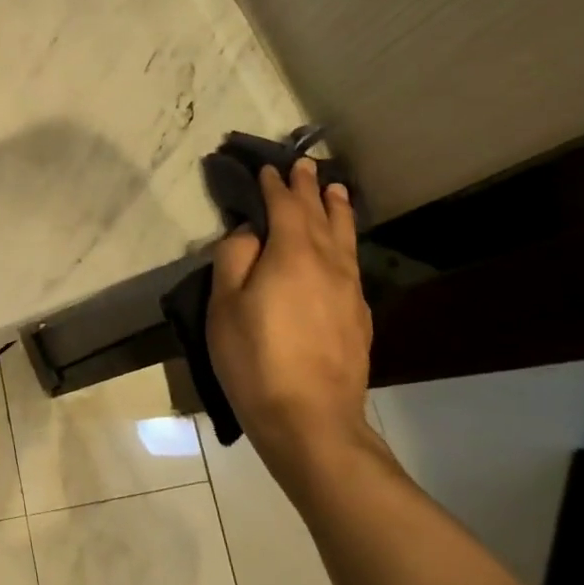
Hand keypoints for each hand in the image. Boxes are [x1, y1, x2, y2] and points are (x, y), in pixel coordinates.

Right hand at [206, 157, 373, 483]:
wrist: (311, 419)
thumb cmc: (255, 358)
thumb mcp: (224, 305)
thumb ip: (234, 258)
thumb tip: (250, 232)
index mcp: (292, 254)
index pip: (285, 207)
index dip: (275, 185)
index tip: (268, 168)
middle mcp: (329, 263)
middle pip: (321, 215)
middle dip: (310, 188)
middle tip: (305, 165)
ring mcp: (350, 290)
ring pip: (345, 237)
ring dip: (338, 209)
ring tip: (336, 190)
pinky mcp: (359, 315)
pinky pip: (352, 261)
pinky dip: (345, 240)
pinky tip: (342, 246)